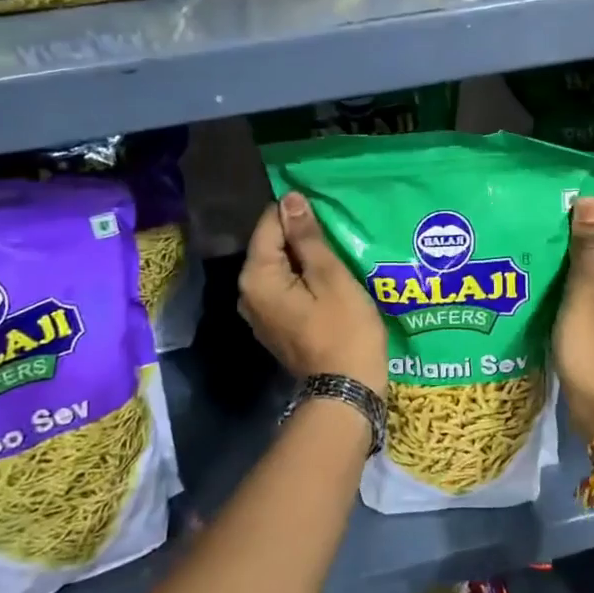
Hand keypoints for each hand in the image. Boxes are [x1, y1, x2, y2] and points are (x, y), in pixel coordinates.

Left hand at [239, 192, 388, 394]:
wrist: (345, 392)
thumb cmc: (343, 330)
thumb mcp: (330, 277)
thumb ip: (307, 238)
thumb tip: (290, 200)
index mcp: (257, 277)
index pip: (270, 224)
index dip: (298, 213)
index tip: (328, 212)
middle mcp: (248, 292)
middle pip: (272, 246)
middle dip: (302, 236)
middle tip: (338, 232)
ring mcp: (260, 312)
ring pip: (281, 268)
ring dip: (306, 258)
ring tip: (338, 251)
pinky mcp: (276, 325)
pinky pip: (286, 288)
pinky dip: (305, 279)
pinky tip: (330, 279)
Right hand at [554, 196, 593, 448]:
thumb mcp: (584, 293)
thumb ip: (588, 245)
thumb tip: (587, 201)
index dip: (584, 209)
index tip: (551, 221)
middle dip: (582, 227)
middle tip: (545, 236)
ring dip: (582, 249)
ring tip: (549, 254)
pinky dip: (589, 269)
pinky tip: (562, 277)